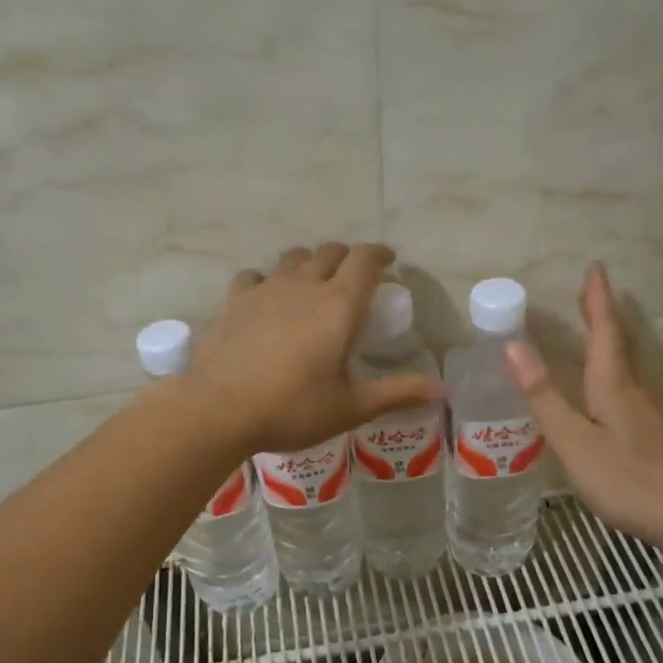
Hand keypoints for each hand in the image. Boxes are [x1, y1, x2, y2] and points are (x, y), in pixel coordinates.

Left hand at [188, 242, 443, 453]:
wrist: (219, 410)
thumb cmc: (292, 409)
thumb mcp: (351, 407)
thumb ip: (397, 392)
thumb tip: (443, 390)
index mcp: (339, 305)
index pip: (365, 260)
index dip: (380, 255)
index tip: (389, 262)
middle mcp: (304, 285)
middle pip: (330, 252)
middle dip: (348, 258)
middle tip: (355, 277)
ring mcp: (265, 289)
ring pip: (293, 258)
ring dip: (310, 263)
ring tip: (314, 283)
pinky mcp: (234, 301)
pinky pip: (256, 275)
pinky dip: (268, 280)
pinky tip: (267, 297)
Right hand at [505, 264, 662, 542]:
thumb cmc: (628, 478)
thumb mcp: (574, 440)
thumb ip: (545, 397)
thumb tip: (514, 347)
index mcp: (613, 385)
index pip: (603, 332)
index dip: (597, 301)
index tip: (595, 268)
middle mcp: (635, 390)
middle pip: (619, 344)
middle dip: (603, 316)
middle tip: (590, 292)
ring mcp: (651, 413)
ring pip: (627, 366)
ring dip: (610, 342)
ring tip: (595, 332)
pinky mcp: (658, 435)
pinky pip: (630, 389)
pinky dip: (615, 372)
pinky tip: (609, 392)